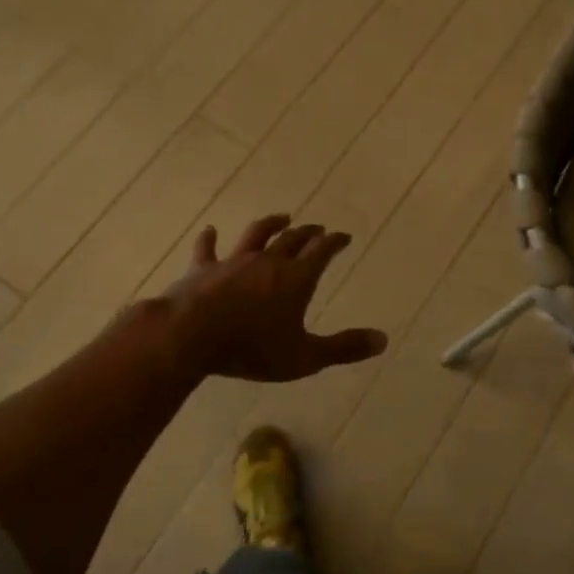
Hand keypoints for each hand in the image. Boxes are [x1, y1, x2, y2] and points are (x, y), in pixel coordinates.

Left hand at [153, 214, 386, 381]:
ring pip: (256, 235)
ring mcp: (233, 262)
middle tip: (317, 228)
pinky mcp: (203, 269)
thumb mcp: (305, 356)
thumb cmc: (252, 348)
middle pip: (292, 240)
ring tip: (282, 217)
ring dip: (271, 225)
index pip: (322, 252)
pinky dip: (210, 239)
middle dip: (308, 233)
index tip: (344, 236)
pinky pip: (207, 249)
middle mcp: (268, 262)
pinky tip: (210, 230)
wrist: (190, 336)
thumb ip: (344, 348)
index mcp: (296, 278)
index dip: (335, 242)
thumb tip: (383, 340)